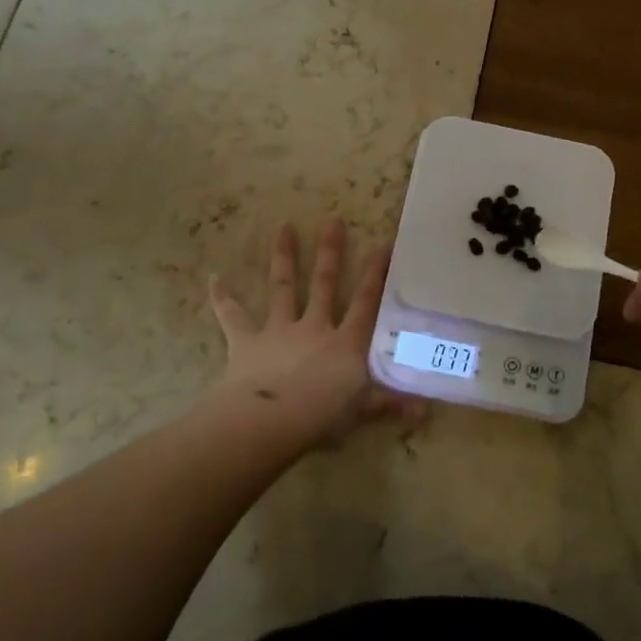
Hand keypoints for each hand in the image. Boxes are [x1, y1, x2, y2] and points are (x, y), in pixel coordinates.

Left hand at [208, 219, 417, 448]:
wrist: (269, 421)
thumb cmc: (321, 417)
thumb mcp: (361, 411)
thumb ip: (390, 405)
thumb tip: (426, 412)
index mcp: (345, 343)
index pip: (366, 303)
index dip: (376, 275)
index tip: (383, 244)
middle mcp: (314, 327)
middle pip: (325, 284)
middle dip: (331, 252)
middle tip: (333, 219)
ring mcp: (279, 330)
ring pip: (283, 288)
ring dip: (284, 257)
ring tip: (283, 226)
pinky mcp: (246, 341)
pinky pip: (232, 316)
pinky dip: (223, 298)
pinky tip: (213, 279)